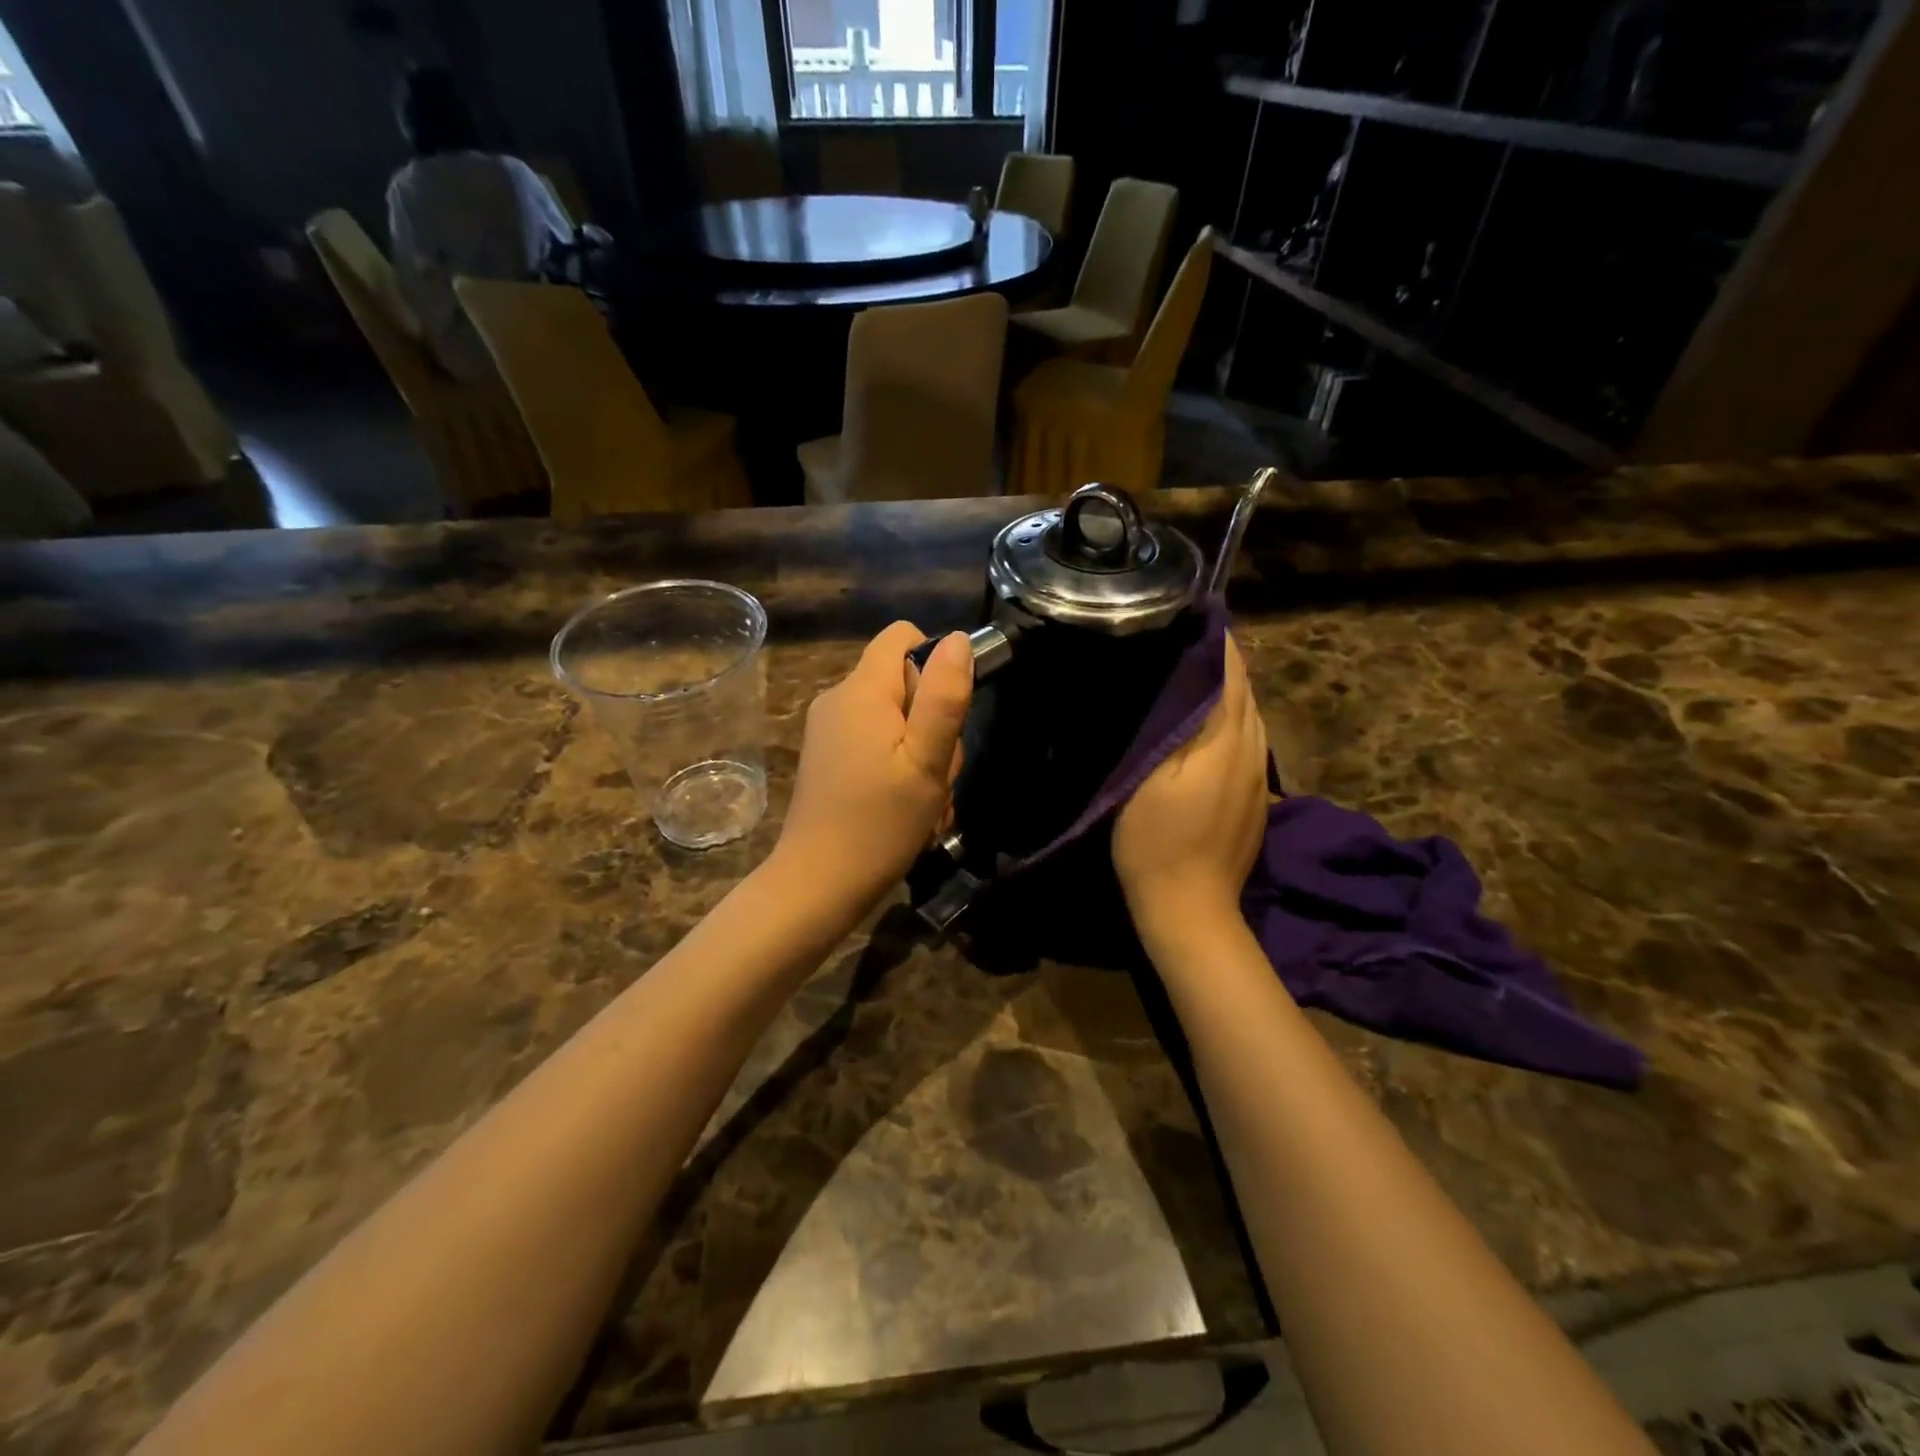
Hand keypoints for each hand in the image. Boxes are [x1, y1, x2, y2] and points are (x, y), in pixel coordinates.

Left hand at [776, 622, 972, 909]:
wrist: (818, 884)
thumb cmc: (880, 823)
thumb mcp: (927, 760)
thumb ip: (944, 697)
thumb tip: (959, 640)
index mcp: (862, 690)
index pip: (903, 637)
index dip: (935, 664)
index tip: (945, 715)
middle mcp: (838, 699)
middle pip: (902, 682)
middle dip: (931, 722)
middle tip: (936, 773)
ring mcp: (828, 730)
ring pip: (893, 719)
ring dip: (920, 753)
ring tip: (925, 800)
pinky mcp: (826, 758)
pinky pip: (874, 743)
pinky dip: (897, 767)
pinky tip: (905, 808)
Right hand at [1113, 636, 1268, 942]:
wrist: (1189, 907)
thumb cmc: (1157, 840)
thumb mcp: (1154, 776)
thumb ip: (1181, 725)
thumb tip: (1195, 676)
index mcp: (1228, 741)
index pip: (1232, 675)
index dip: (1218, 643)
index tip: (1193, 616)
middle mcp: (1253, 752)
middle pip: (1246, 692)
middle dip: (1223, 661)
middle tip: (1185, 639)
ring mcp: (1258, 779)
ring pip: (1249, 718)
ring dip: (1228, 690)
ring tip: (1193, 672)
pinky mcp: (1254, 799)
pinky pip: (1246, 743)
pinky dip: (1230, 720)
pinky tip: (1206, 724)